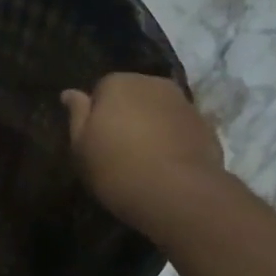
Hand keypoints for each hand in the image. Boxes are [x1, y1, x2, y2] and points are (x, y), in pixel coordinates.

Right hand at [62, 73, 222, 227]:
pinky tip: (168, 167)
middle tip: (120, 151)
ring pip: (159, 111)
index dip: (98, 115)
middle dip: (127, 116)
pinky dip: (173, 140)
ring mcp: (184, 103)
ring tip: (146, 161)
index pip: (102, 89)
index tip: (97, 141)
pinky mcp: (205, 125)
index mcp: (118, 83)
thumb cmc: (117, 169)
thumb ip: (76, 115)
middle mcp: (153, 83)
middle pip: (134, 95)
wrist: (178, 192)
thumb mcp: (81, 147)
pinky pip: (180, 129)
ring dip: (152, 127)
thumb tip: (70, 92)